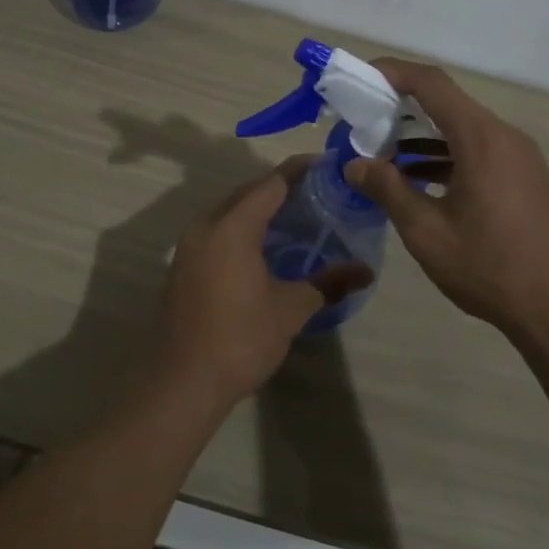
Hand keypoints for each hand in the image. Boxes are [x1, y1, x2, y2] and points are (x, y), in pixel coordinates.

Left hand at [154, 159, 372, 409]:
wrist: (182, 383)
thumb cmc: (240, 339)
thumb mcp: (291, 310)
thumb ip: (328, 283)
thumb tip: (366, 271)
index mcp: (232, 226)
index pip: (271, 184)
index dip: (300, 171)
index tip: (327, 165)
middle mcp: (206, 225)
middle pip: (247, 193)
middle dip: (280, 188)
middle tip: (317, 191)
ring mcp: (189, 246)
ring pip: (229, 211)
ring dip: (259, 209)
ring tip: (295, 216)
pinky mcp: (183, 266)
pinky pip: (217, 231)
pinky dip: (242, 228)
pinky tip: (264, 247)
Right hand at [347, 59, 548, 339]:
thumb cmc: (490, 267)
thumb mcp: (427, 231)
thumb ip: (388, 190)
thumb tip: (354, 165)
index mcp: (481, 138)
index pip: (432, 84)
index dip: (393, 72)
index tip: (361, 77)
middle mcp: (504, 136)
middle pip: (447, 103)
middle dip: (402, 107)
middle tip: (364, 122)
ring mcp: (519, 157)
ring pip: (462, 130)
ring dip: (422, 136)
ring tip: (383, 155)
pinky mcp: (524, 178)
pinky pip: (478, 151)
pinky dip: (445, 156)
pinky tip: (419, 181)